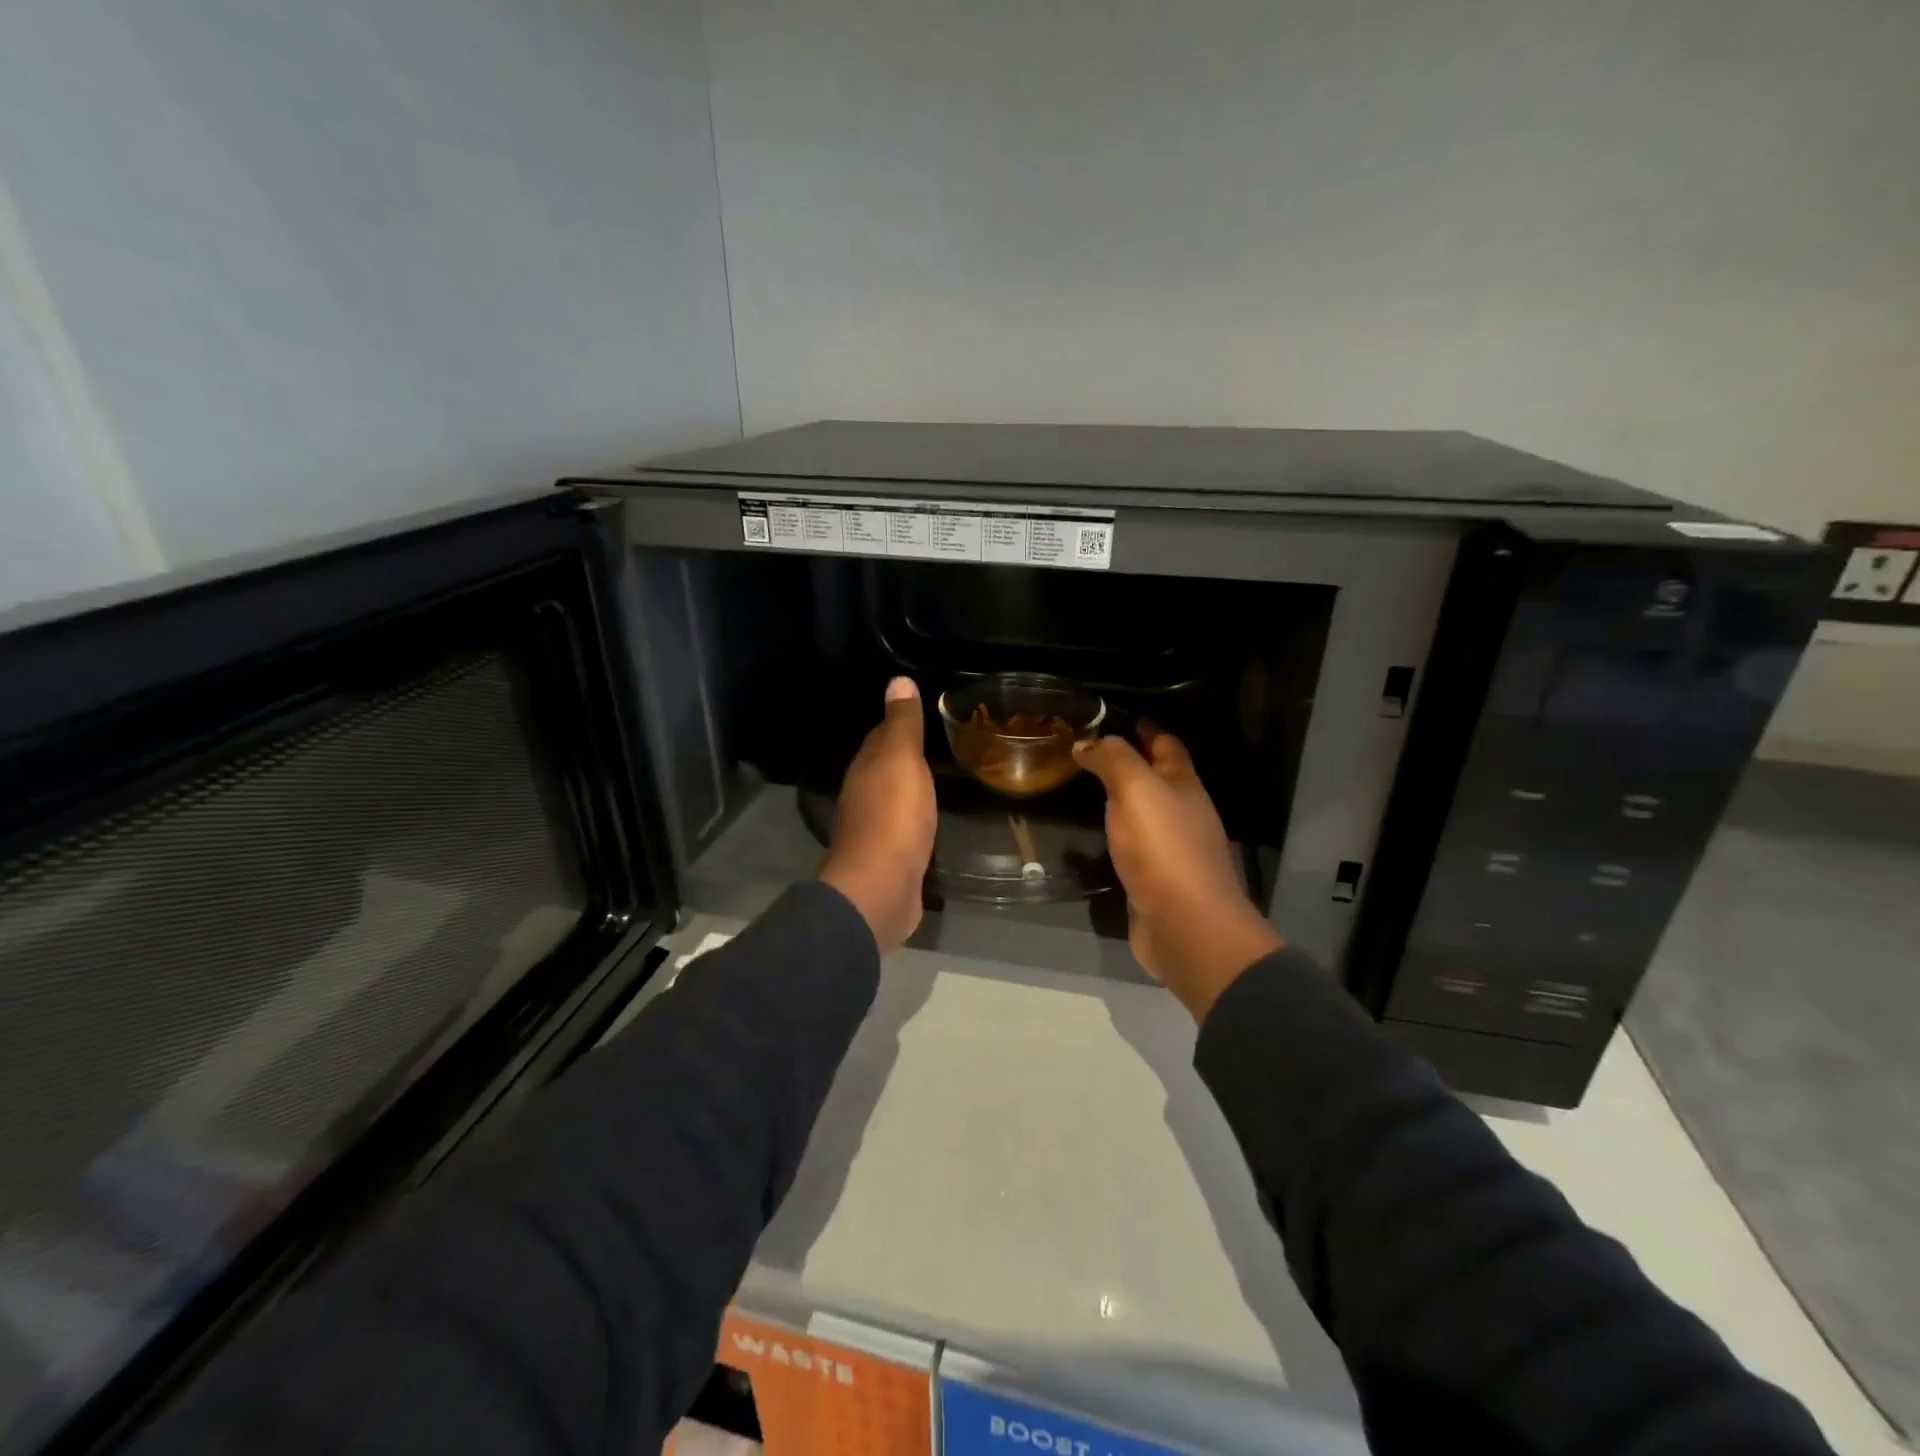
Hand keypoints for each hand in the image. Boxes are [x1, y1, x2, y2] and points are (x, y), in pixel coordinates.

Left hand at [818, 677, 936, 954]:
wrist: (880, 889)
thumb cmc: (893, 818)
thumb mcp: (902, 761)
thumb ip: (902, 725)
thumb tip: (897, 681)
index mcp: (865, 771)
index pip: (879, 738)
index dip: (898, 725)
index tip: (922, 715)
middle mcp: (863, 798)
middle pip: (884, 771)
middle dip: (905, 760)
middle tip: (940, 749)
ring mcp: (875, 833)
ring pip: (894, 802)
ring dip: (910, 793)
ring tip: (940, 783)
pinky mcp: (890, 862)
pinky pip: (905, 832)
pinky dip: (916, 824)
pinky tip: (931, 825)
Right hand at [1074, 726, 1282, 1021]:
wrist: (1185, 927)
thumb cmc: (1164, 849)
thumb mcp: (1137, 790)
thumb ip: (1113, 760)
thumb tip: (1087, 742)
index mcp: (1184, 786)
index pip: (1167, 745)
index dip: (1146, 729)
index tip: (1116, 717)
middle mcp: (1183, 813)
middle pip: (1159, 779)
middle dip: (1132, 762)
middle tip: (1089, 752)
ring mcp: (1172, 849)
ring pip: (1146, 814)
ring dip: (1122, 800)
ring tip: (1086, 790)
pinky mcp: (1156, 881)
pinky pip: (1134, 847)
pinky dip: (1118, 835)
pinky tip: (1097, 837)